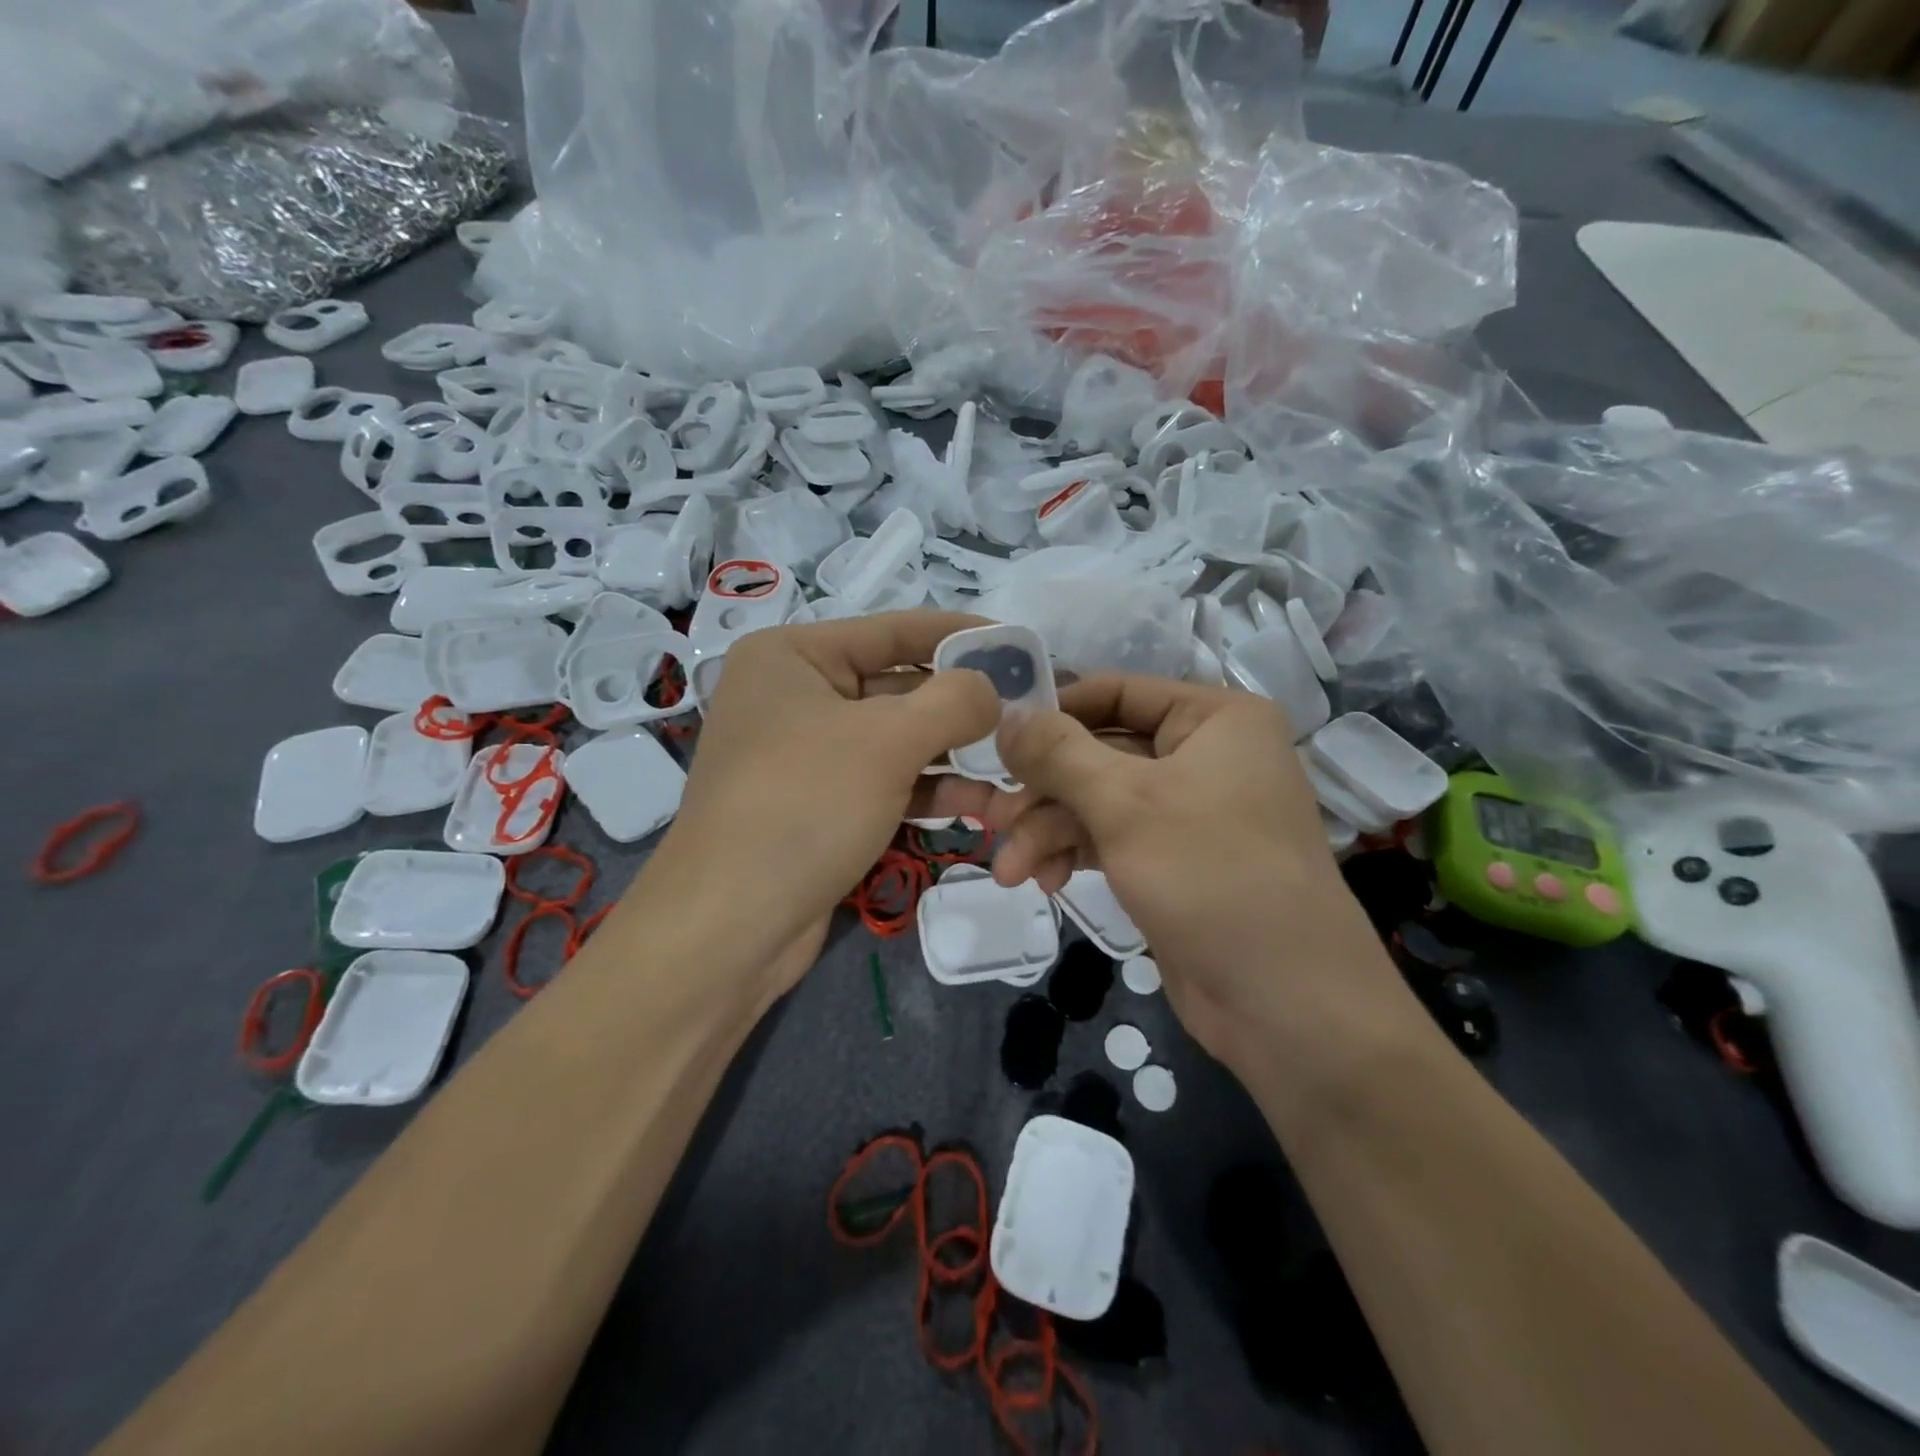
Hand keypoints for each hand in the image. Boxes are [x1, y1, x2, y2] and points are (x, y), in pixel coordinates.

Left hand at [641, 610, 1000, 984]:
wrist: (730, 927)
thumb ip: (953, 701)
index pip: (894, 630)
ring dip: (953, 755)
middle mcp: (795, 696)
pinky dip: (927, 790)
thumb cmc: (805, 806)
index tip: (1020, 644)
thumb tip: (992, 689)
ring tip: (1013, 769)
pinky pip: (884, 782)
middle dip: (962, 706)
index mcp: (793, 656)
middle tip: (1027, 714)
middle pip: (898, 686)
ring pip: (896, 740)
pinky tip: (979, 805)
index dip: (961, 635)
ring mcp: (805, 755)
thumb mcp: (887, 740)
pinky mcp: (818, 805)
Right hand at [990, 676, 1411, 1074]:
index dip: (1052, 714)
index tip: (993, 741)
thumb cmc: (1211, 876)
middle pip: (1098, 752)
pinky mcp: (1172, 860)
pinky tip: (1046, 883)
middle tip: (990, 820)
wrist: (1286, 1004)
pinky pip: (1110, 839)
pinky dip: (1074, 855)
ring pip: (1097, 801)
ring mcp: (1188, 811)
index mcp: (1213, 719)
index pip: (1115, 692)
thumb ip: (1057, 753)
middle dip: (1042, 791)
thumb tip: (1005, 714)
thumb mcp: (1125, 804)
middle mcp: (1204, 755)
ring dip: (1048, 832)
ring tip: (1009, 871)